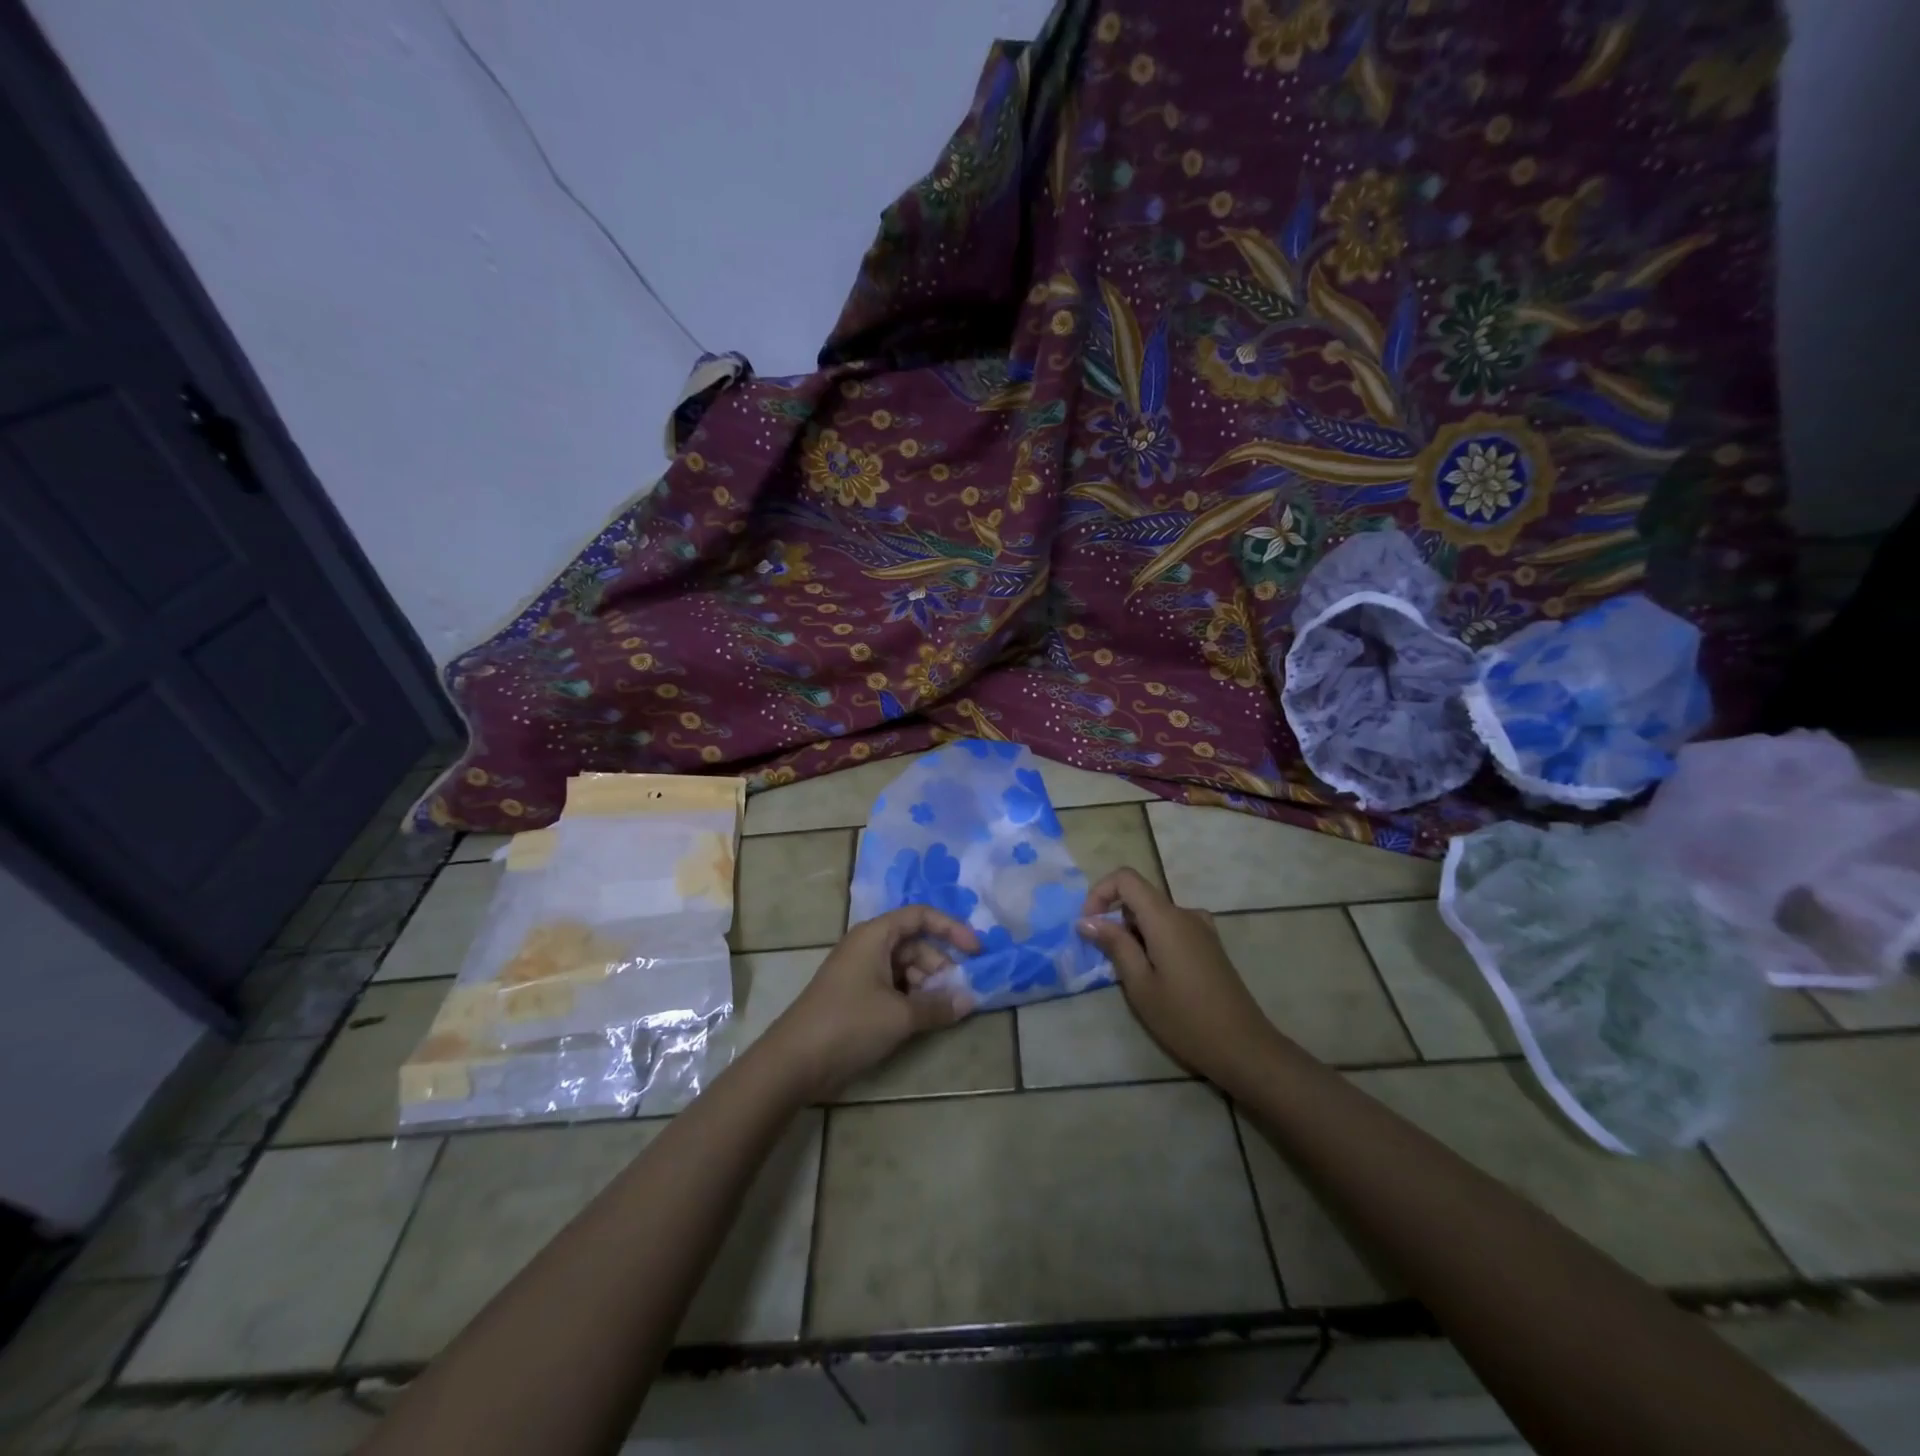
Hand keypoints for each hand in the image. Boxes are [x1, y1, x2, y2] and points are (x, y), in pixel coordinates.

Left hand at [760, 906, 979, 1099]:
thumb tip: (969, 1000)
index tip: (976, 952)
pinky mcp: (856, 996)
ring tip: (942, 1011)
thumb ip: (938, 1006)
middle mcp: (868, 946)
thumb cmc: (848, 1024)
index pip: (921, 916)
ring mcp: (860, 972)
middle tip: (959, 994)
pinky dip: (911, 998)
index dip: (951, 929)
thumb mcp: (900, 1015)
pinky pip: (893, 986)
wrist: (794, 1061)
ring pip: (905, 968)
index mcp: (875, 935)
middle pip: (915, 944)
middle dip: (940, 965)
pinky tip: (924, 1019)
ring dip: (927, 985)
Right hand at [1076, 868, 1281, 1092]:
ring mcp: (1202, 928)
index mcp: (1166, 918)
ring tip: (1131, 974)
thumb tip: (1087, 919)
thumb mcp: (1140, 985)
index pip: (1126, 878)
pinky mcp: (1210, 945)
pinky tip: (1155, 975)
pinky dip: (1153, 940)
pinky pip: (1172, 928)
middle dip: (1115, 918)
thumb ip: (1114, 945)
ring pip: (1155, 914)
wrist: (1244, 1048)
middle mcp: (1185, 914)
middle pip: (1140, 896)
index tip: (1089, 925)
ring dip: (1133, 933)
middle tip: (1105, 959)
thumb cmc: (1185, 1019)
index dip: (1100, 892)